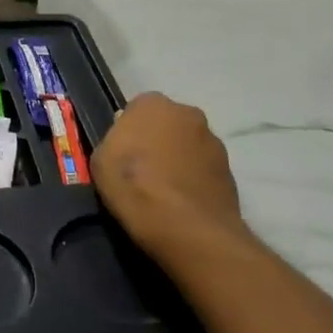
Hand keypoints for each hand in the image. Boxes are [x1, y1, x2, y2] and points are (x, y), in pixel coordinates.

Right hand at [92, 93, 253, 269]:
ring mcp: (214, 142)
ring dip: (178, 160)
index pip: (137, 109)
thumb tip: (130, 141)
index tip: (122, 154)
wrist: (186, 228)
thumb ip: (115, 141)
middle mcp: (188, 114)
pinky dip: (194, 180)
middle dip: (158, 140)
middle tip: (142, 170)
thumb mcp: (101, 159)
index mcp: (153, 104)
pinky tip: (181, 203)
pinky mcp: (231, 172)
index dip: (128, 131)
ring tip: (163, 191)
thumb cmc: (134, 185)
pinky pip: (204, 170)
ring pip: (188, 146)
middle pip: (167, 124)